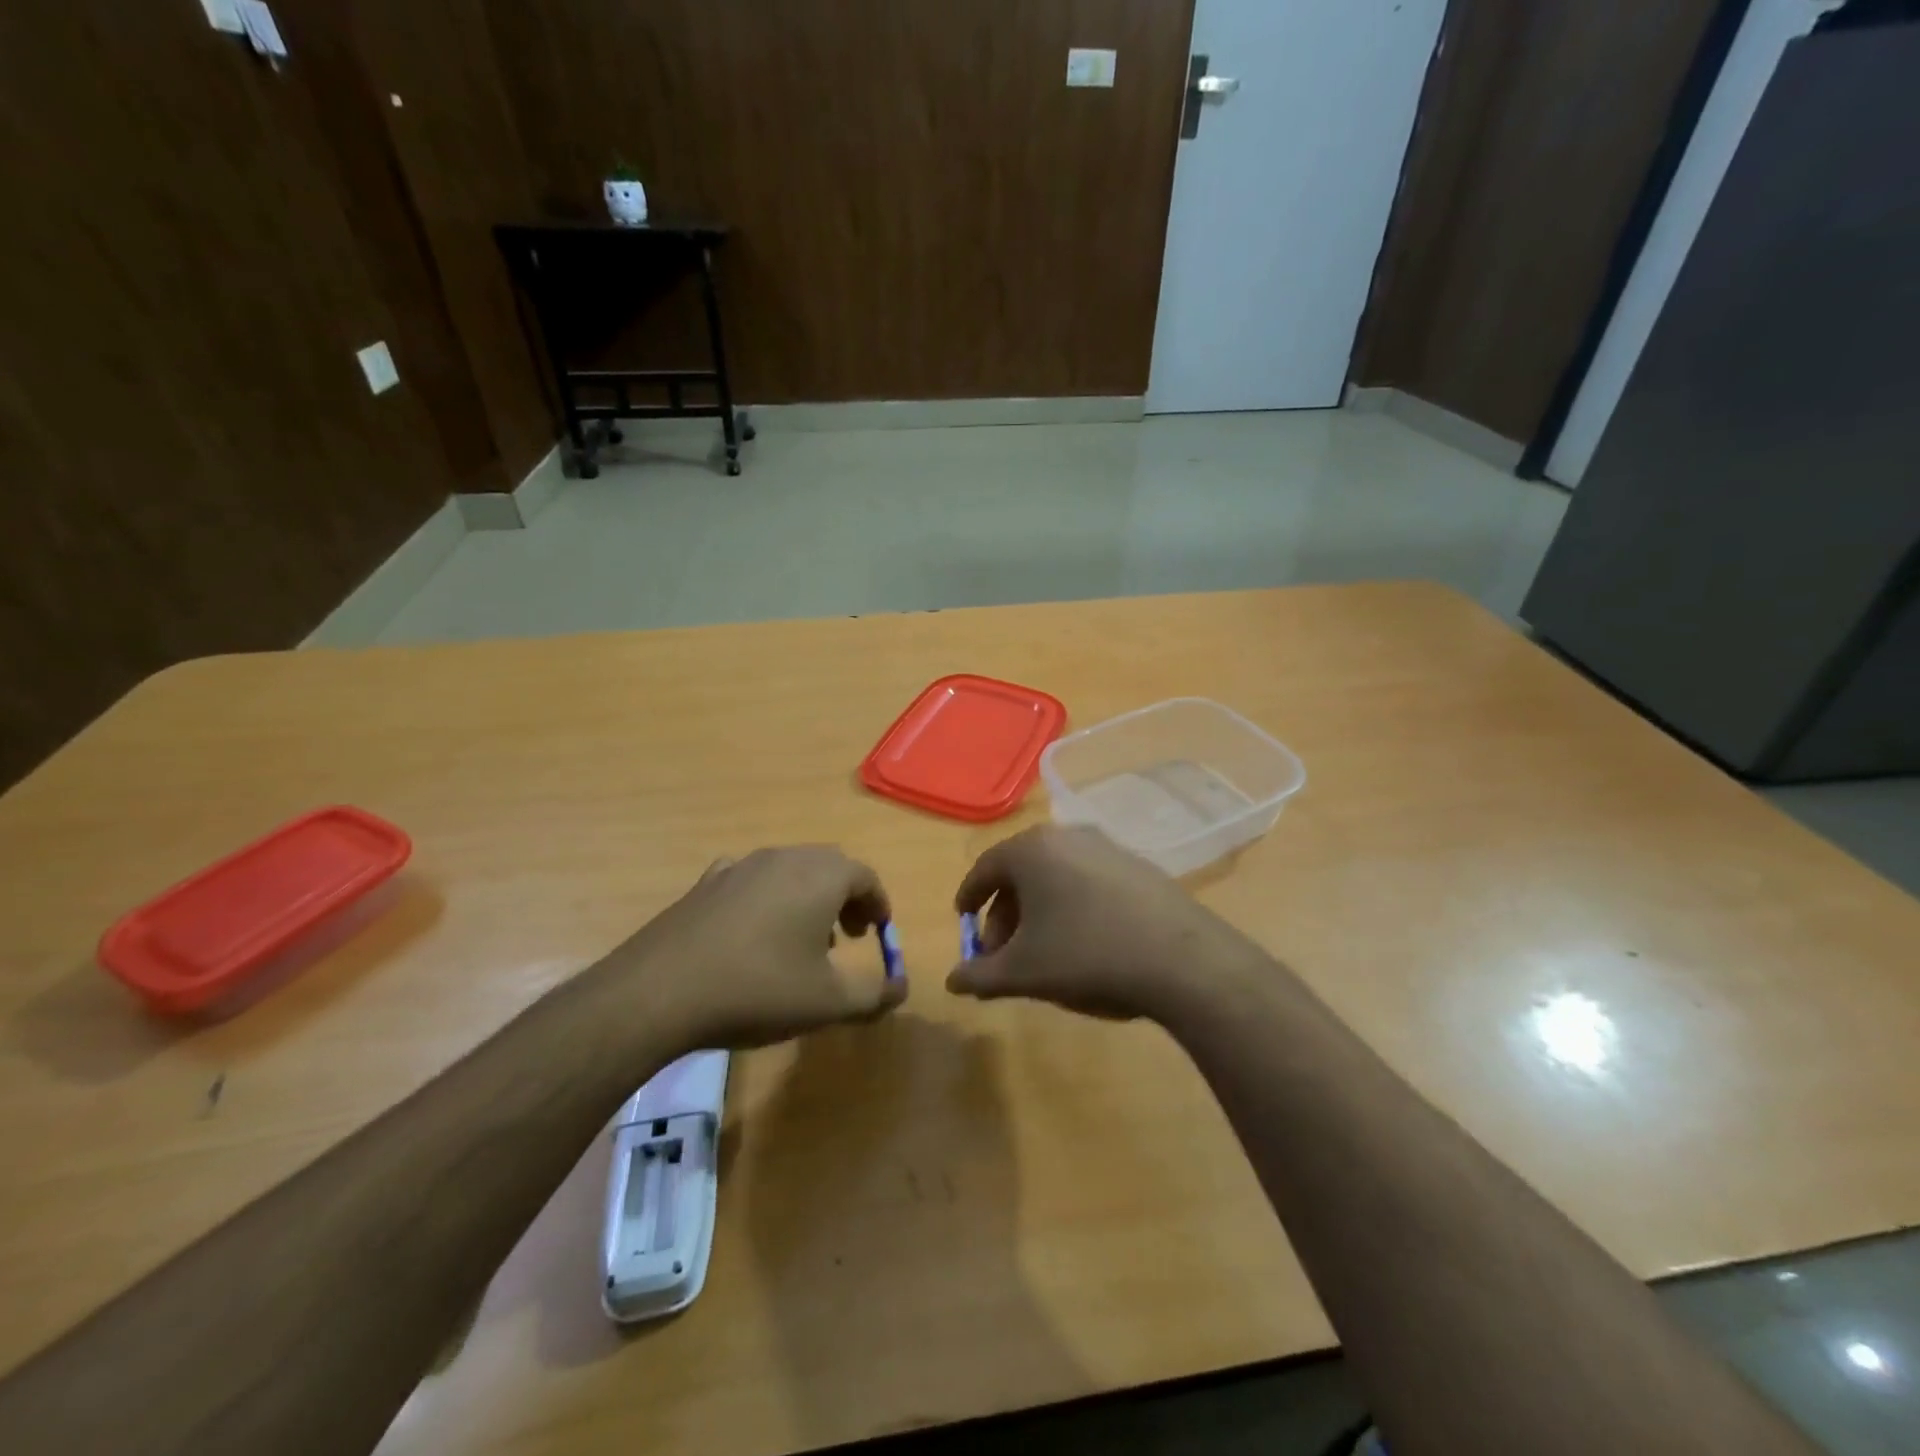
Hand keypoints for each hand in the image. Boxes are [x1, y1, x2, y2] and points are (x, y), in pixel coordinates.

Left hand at [623, 846, 907, 1050]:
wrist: (661, 991)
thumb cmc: (759, 989)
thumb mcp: (828, 1003)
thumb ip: (875, 994)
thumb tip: (902, 988)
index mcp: (821, 875)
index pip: (865, 876)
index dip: (879, 904)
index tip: (879, 933)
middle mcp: (784, 858)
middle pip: (829, 866)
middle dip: (846, 898)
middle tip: (850, 935)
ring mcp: (741, 866)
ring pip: (790, 870)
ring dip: (808, 897)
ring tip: (805, 940)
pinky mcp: (706, 883)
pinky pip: (751, 879)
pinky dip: (767, 897)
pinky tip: (755, 930)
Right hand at [946, 825, 1258, 1021]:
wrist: (1180, 959)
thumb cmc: (1085, 955)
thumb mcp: (1023, 973)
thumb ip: (980, 976)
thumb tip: (952, 982)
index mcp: (1031, 850)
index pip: (984, 868)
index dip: (969, 898)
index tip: (964, 922)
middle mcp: (1066, 836)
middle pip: (1020, 871)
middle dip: (1005, 913)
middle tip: (1002, 953)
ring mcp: (1106, 847)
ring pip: (1055, 875)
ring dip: (1039, 910)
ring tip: (1042, 951)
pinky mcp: (1137, 864)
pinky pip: (1088, 880)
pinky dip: (1072, 904)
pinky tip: (1084, 941)